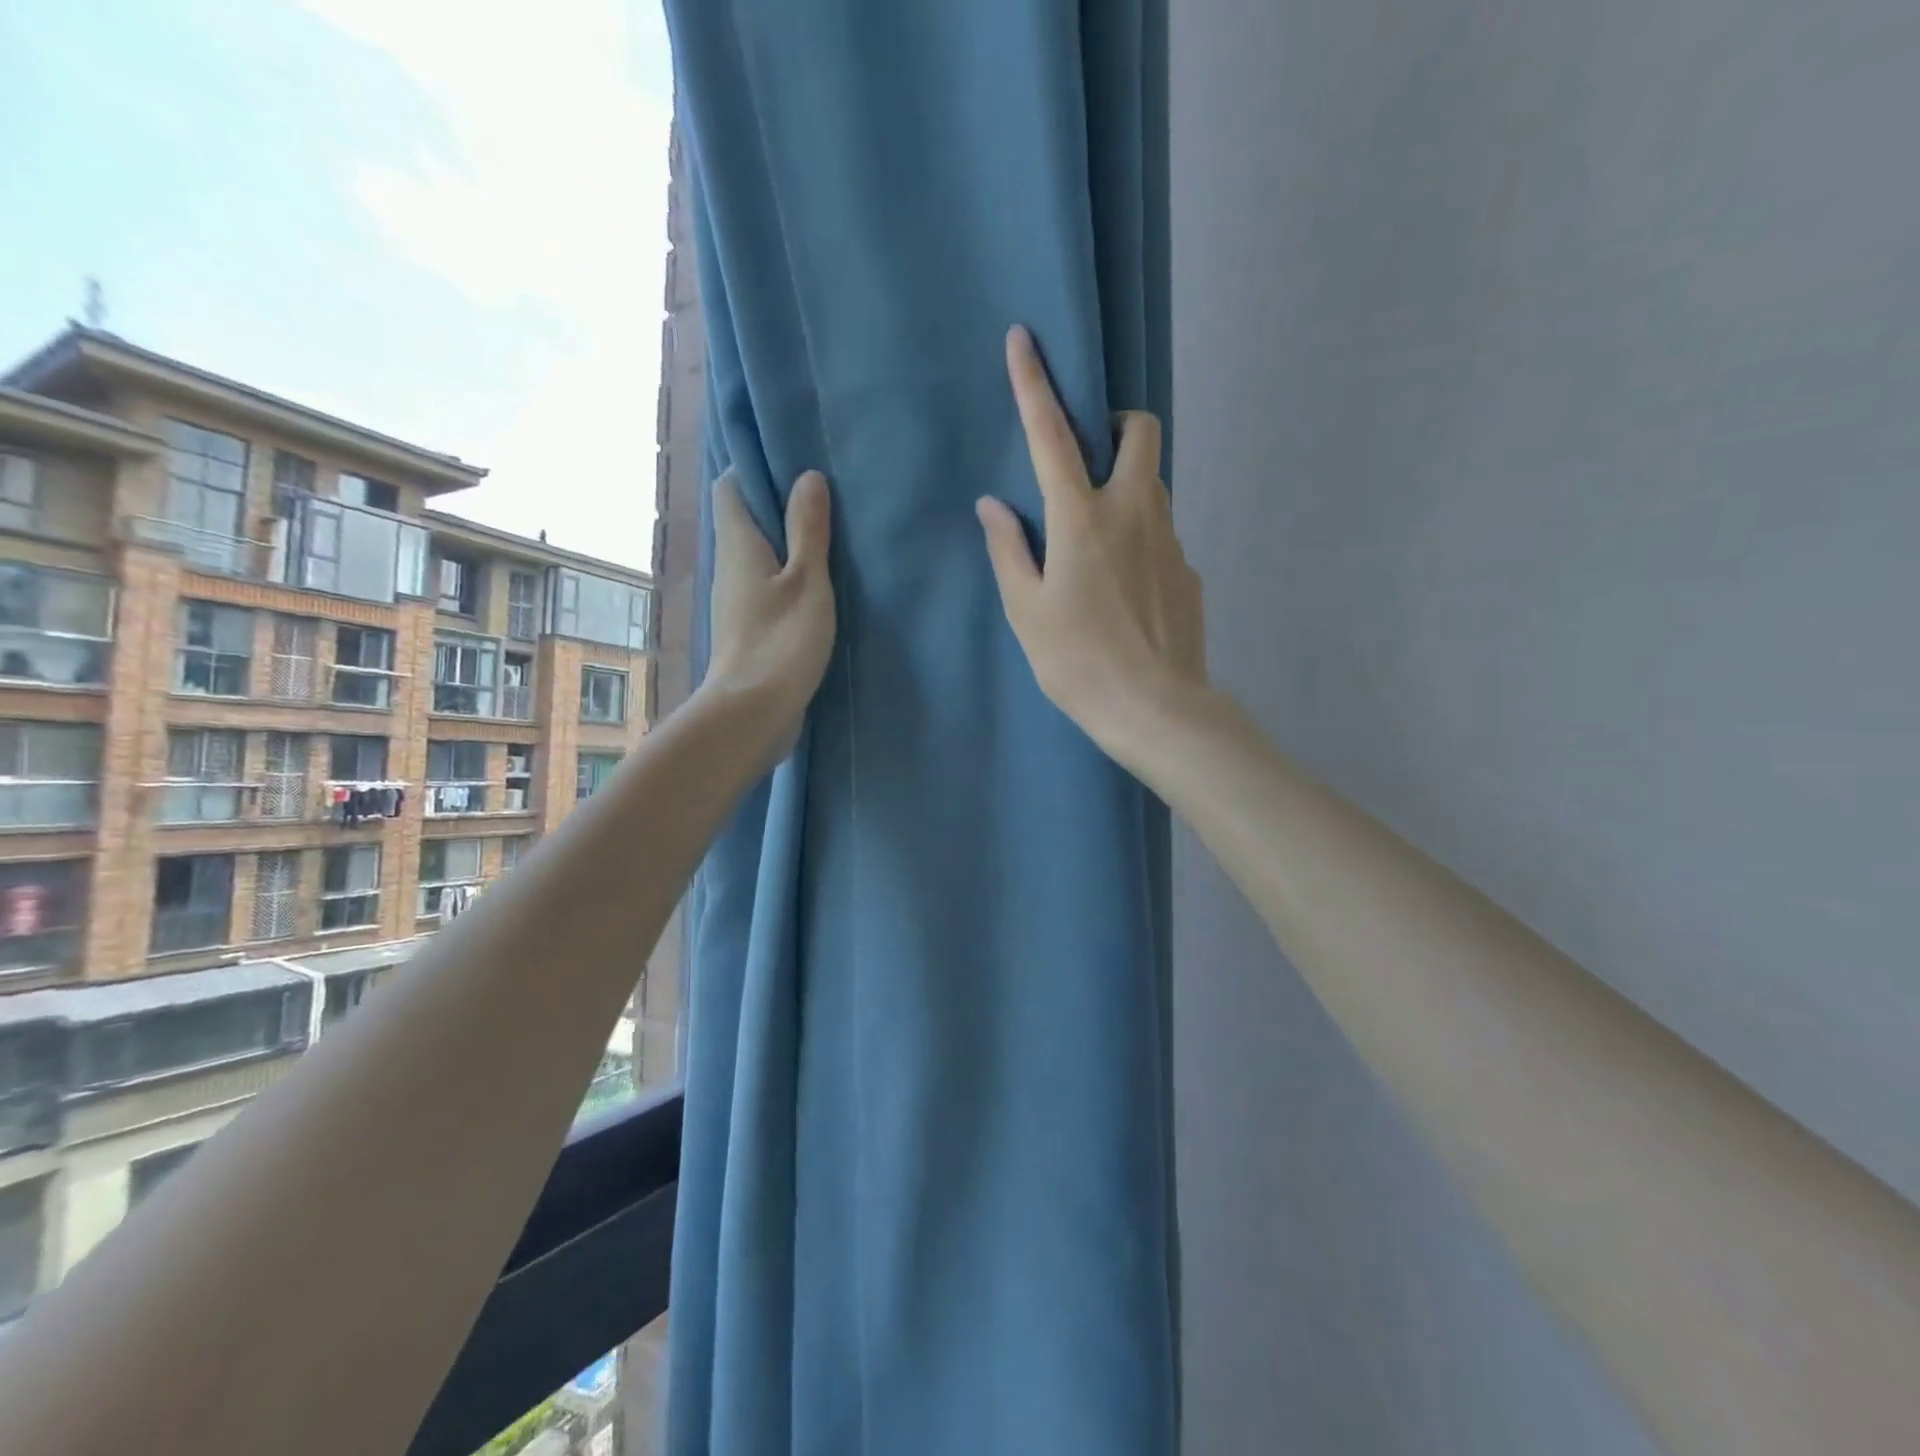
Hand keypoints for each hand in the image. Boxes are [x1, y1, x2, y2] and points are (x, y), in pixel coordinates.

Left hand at [703, 468, 835, 766]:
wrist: (752, 712)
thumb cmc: (781, 641)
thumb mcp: (807, 581)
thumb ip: (808, 531)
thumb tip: (807, 477)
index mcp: (738, 544)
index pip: (730, 487)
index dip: (756, 470)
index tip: (794, 467)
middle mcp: (729, 567)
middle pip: (745, 521)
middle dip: (779, 507)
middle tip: (824, 499)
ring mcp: (736, 601)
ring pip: (758, 556)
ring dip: (787, 546)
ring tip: (829, 538)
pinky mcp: (748, 629)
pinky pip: (766, 587)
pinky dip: (788, 578)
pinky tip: (819, 587)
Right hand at [977, 325, 1206, 767]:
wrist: (1156, 710)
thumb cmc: (1078, 663)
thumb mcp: (1027, 611)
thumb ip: (1009, 551)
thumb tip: (994, 506)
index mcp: (1082, 519)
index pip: (1053, 435)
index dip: (1035, 385)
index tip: (1025, 339)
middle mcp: (1134, 513)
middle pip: (1142, 432)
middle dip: (1118, 424)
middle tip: (1091, 460)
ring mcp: (1171, 541)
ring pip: (1155, 486)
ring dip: (1128, 488)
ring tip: (1099, 544)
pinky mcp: (1190, 572)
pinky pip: (1163, 537)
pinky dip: (1141, 542)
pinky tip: (1126, 594)